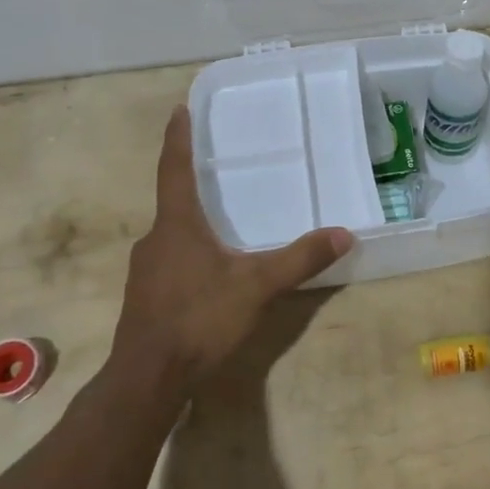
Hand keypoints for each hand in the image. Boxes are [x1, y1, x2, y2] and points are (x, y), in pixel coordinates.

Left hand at [107, 106, 352, 396]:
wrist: (147, 379)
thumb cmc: (198, 319)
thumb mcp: (256, 287)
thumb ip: (299, 259)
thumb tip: (343, 233)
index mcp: (176, 225)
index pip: (174, 169)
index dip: (177, 137)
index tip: (179, 108)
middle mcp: (155, 240)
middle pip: (173, 200)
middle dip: (193, 182)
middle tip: (217, 166)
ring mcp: (145, 270)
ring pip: (172, 234)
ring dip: (192, 221)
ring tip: (221, 218)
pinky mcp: (146, 296)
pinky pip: (170, 259)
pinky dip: (189, 251)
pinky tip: (210, 270)